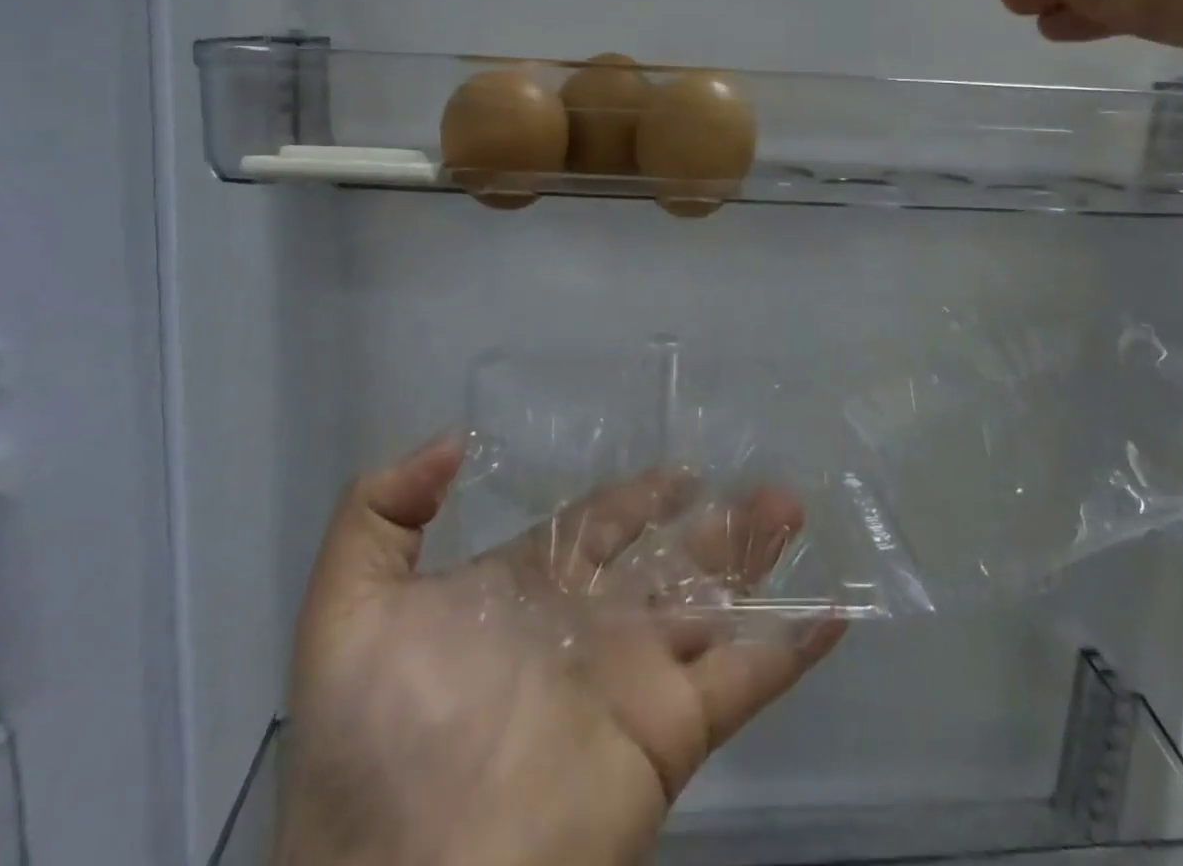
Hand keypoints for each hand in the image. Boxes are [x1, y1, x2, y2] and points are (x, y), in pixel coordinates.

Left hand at [275, 437, 846, 865]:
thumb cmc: (370, 743)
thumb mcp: (347, 606)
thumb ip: (382, 510)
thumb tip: (453, 439)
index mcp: (529, 590)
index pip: (597, 526)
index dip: (638, 496)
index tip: (681, 468)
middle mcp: (589, 625)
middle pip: (668, 557)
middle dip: (714, 521)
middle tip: (765, 484)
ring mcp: (635, 678)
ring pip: (715, 602)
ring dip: (759, 559)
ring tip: (795, 509)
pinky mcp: (671, 733)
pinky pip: (746, 680)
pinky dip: (792, 647)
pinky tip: (834, 612)